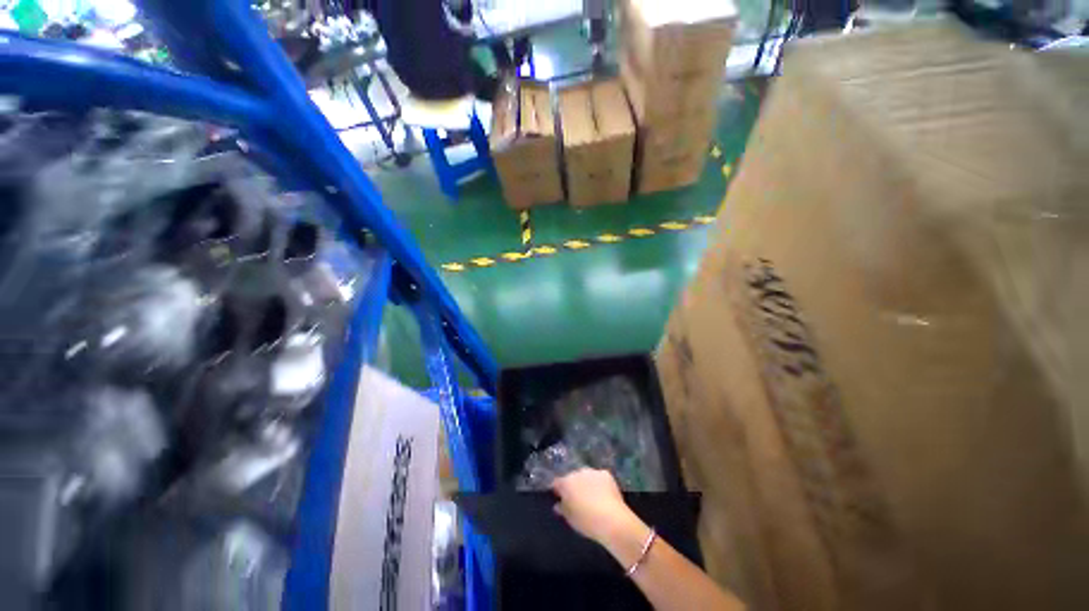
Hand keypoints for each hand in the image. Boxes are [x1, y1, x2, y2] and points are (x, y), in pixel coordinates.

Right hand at [551, 468, 644, 546]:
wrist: (611, 520)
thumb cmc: (587, 521)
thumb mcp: (570, 519)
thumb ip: (562, 509)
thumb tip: (558, 504)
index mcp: (566, 483)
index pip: (557, 483)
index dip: (558, 490)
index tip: (560, 498)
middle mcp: (578, 472)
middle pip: (572, 477)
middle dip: (573, 486)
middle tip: (577, 499)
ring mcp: (593, 471)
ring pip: (586, 476)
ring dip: (586, 483)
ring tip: (591, 496)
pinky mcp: (606, 474)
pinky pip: (598, 477)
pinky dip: (599, 483)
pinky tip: (603, 494)